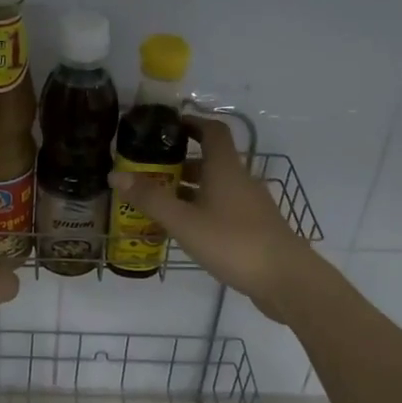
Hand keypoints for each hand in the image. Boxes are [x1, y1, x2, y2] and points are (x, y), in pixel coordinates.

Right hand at [108, 118, 319, 321]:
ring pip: (216, 187)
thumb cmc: (233, 242)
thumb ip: (150, 198)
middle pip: (210, 160)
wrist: (286, 279)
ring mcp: (251, 205)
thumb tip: (115, 174)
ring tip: (160, 202)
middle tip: (149, 171)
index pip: (212, 130)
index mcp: (225, 168)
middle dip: (180, 163)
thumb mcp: (184, 221)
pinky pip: (223, 209)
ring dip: (190, 190)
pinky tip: (186, 230)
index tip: (166, 127)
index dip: (191, 123)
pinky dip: (202, 210)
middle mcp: (240, 180)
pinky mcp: (255, 228)